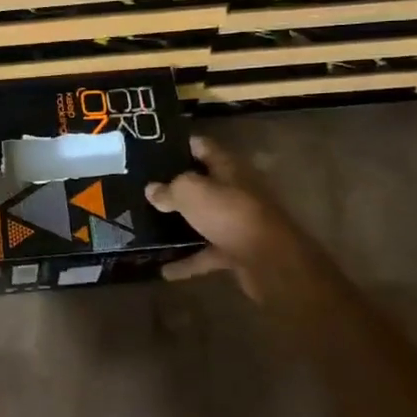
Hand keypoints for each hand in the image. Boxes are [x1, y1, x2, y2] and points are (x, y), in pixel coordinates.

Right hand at [145, 136, 314, 302]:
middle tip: (146, 188)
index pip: (202, 147)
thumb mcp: (190, 192)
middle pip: (203, 183)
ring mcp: (237, 222)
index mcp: (227, 167)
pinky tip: (165, 271)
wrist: (269, 260)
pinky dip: (188, 261)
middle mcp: (235, 191)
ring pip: (204, 219)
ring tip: (150, 224)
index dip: (180, 145)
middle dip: (177, 186)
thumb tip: (152, 190)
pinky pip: (207, 253)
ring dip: (182, 224)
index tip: (154, 148)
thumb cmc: (229, 213)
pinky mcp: (238, 250)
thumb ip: (169, 188)